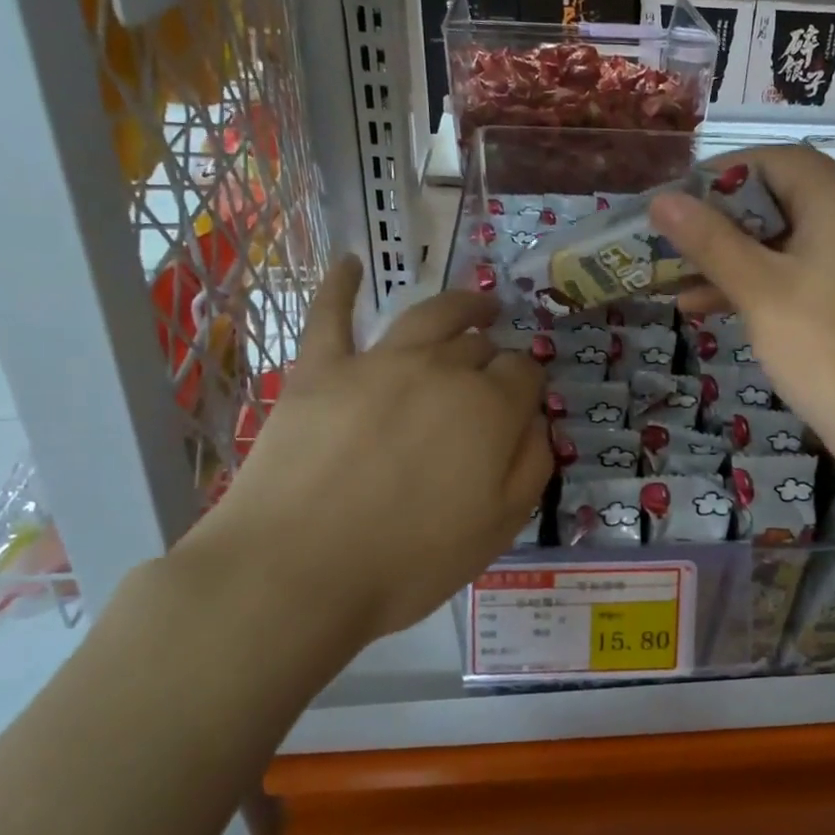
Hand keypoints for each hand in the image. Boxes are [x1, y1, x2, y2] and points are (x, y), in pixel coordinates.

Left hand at [173, 256, 549, 649]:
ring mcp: (378, 362)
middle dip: (494, 354)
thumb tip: (538, 421)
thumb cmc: (409, 561)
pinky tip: (349, 262)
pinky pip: (331, 314)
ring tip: (477, 305)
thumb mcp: (499, 527)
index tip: (522, 405)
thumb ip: (532, 465)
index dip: (528, 384)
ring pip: (430, 315)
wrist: (296, 572)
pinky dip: (340, 285)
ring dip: (460, 305)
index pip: (524, 372)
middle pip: (480, 345)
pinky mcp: (320, 369)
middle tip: (493, 373)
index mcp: (490, 407)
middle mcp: (441, 369)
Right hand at [650, 146, 834, 457]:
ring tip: (676, 278)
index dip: (725, 172)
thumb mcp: (758, 289)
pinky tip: (706, 307)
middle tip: (676, 238)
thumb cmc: (822, 345)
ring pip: (783, 241)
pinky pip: (796, 273)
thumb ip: (710, 240)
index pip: (778, 160)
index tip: (681, 199)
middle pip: (779, 199)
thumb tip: (662, 200)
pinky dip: (756, 282)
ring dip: (731, 256)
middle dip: (722, 219)